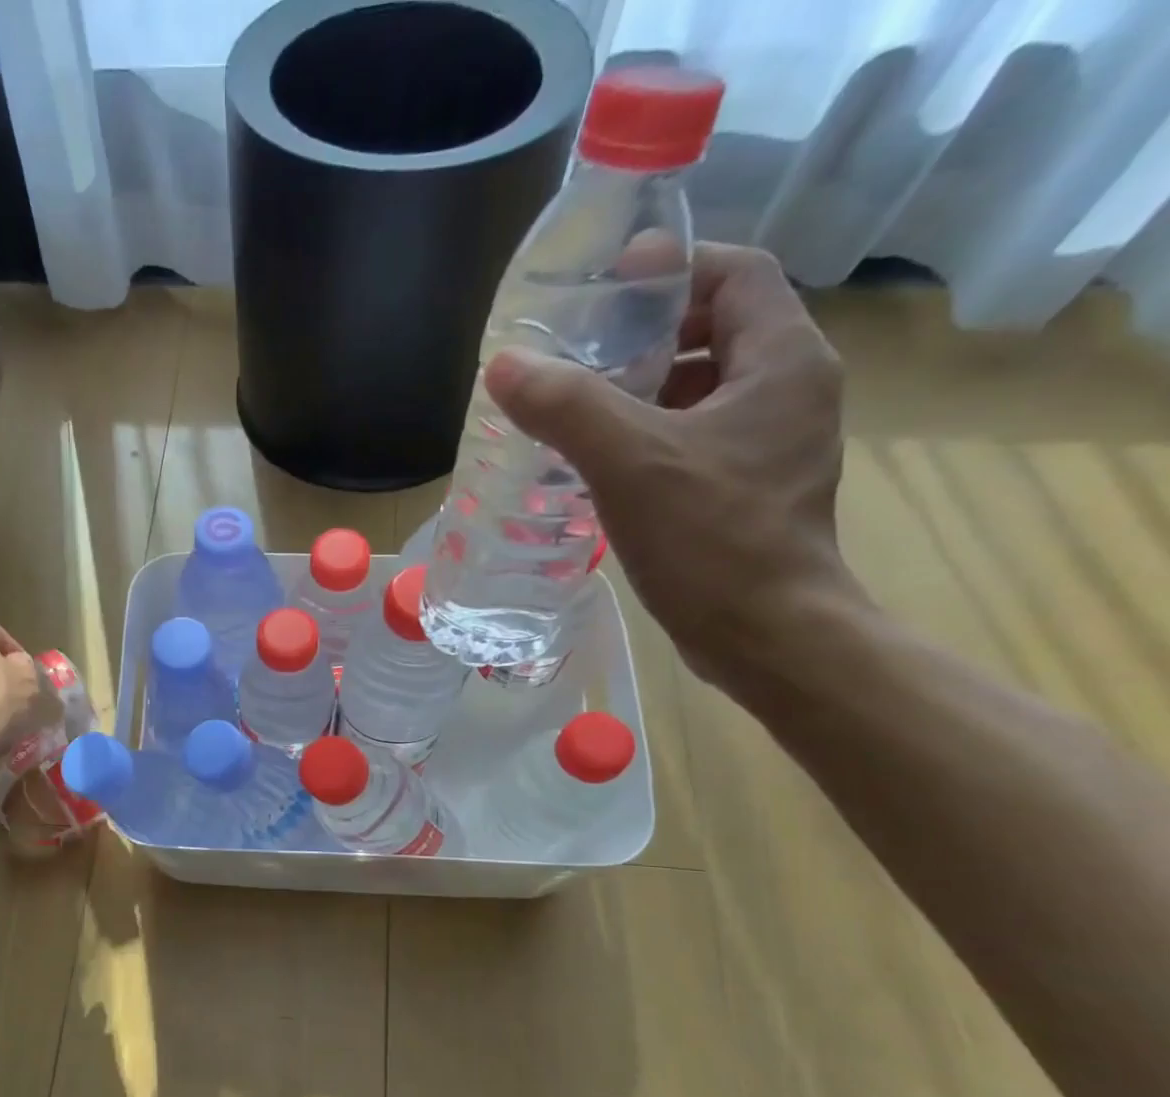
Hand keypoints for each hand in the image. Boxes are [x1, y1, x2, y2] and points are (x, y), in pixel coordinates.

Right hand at [482, 243, 855, 685]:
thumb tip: (505, 365)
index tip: (605, 288)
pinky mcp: (746, 489)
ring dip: (639, 392)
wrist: (764, 634)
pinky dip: (645, 438)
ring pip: (699, 391)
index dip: (672, 267)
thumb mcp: (629, 461)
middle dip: (644, 335)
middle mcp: (786, 391)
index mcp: (781, 360)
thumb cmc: (710, 538)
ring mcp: (769, 444)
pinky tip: (595, 464)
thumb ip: (566, 406)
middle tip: (576, 355)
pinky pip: (692, 440)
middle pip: (714, 330)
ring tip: (573, 409)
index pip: (735, 273)